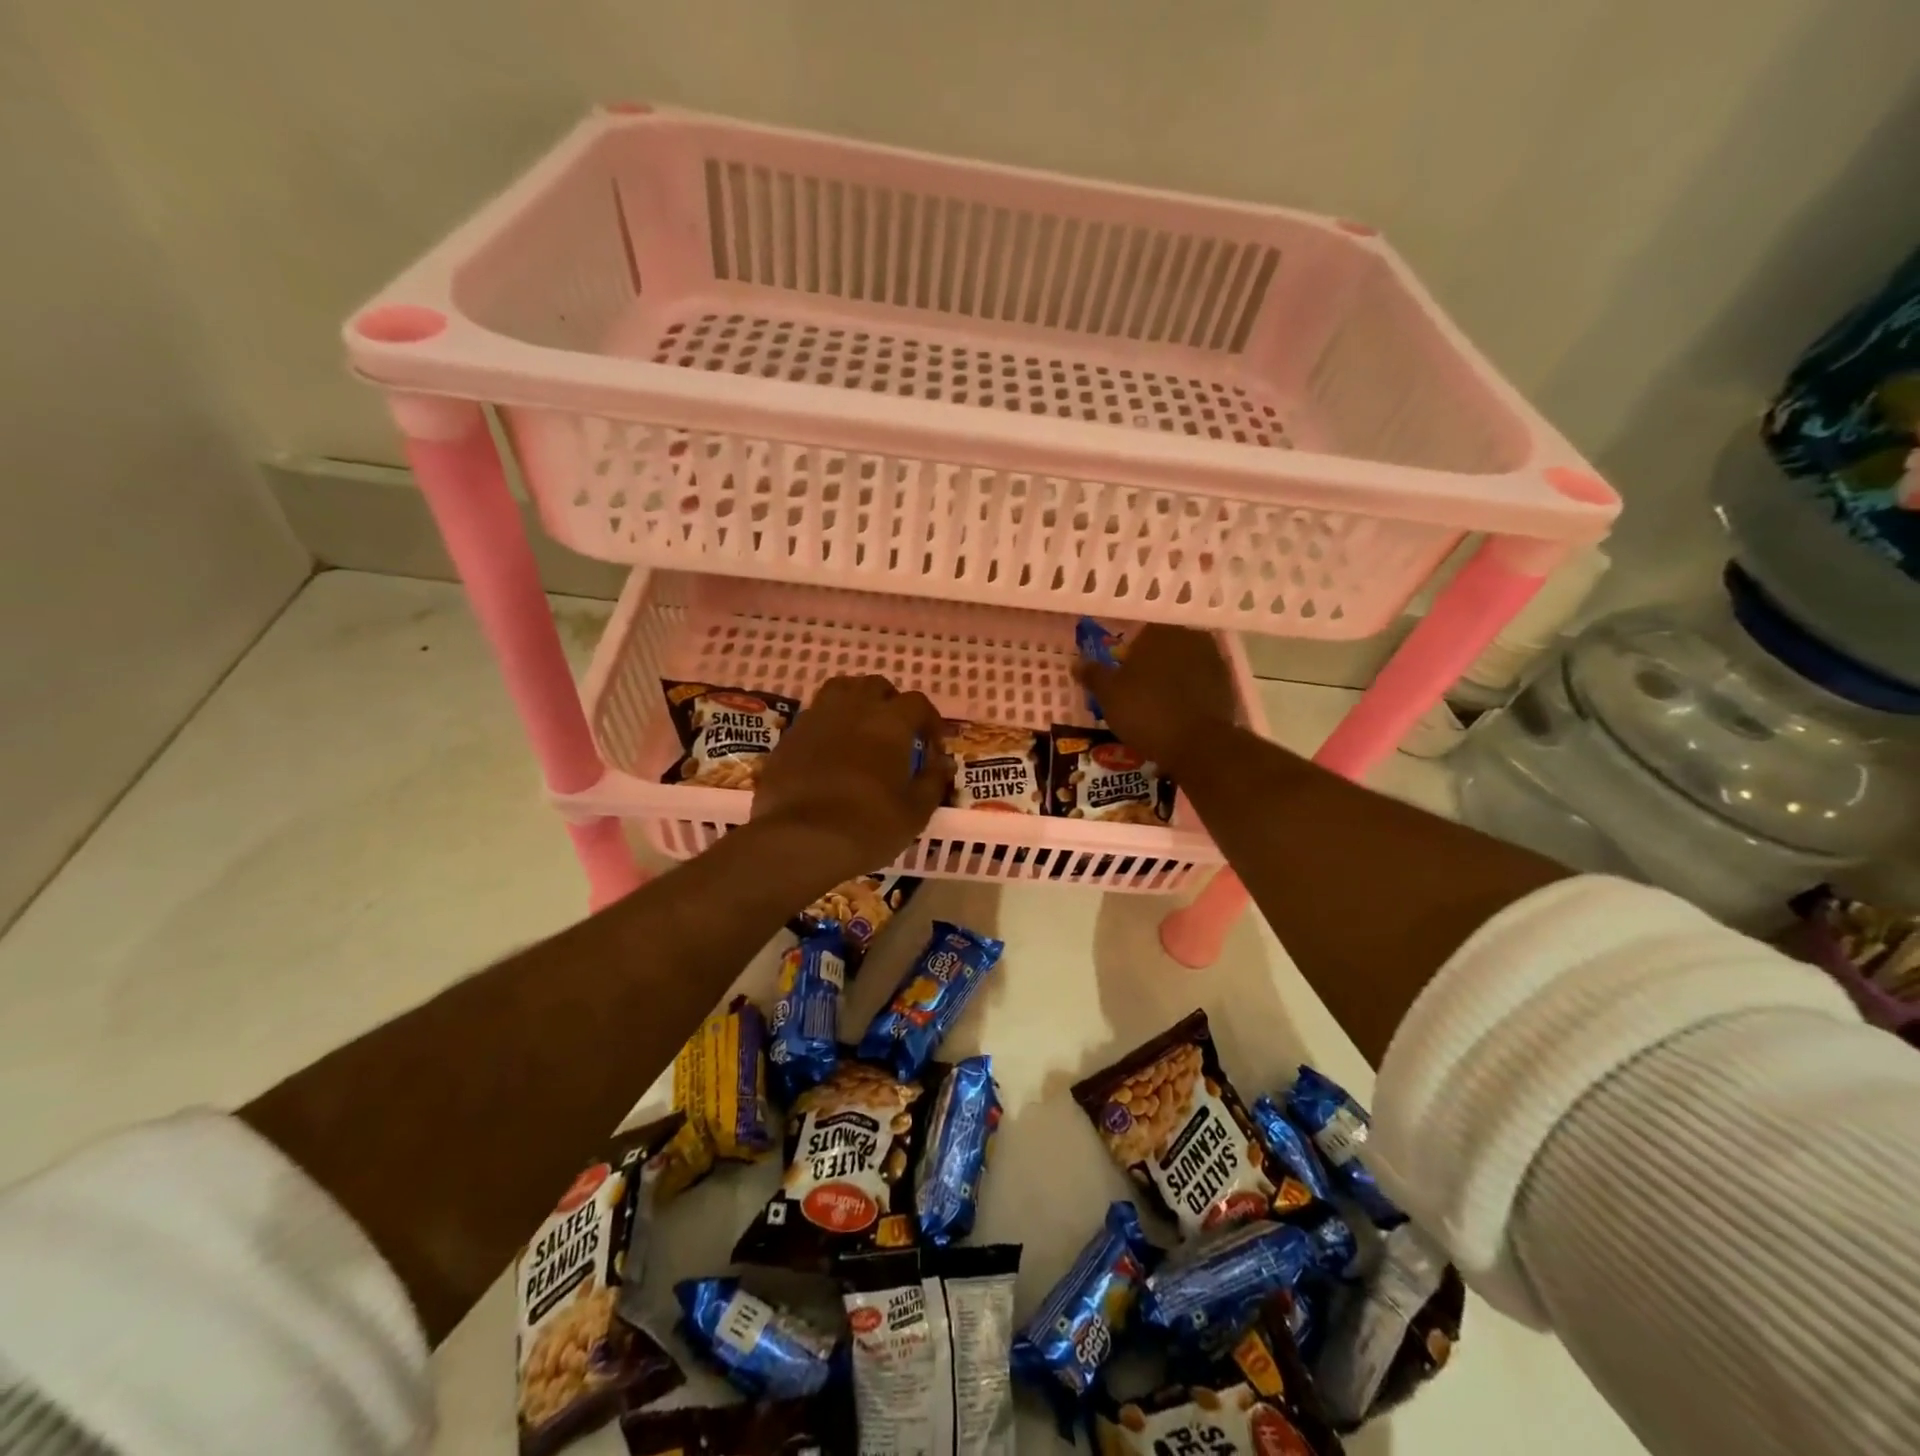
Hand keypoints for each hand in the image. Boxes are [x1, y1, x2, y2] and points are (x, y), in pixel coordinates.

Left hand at [750, 675, 951, 882]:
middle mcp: (853, 709)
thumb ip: (933, 781)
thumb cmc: (868, 826)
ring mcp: (816, 719)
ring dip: (856, 702)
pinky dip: (827, 725)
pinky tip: (829, 752)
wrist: (800, 841)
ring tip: (861, 730)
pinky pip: (813, 717)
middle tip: (896, 733)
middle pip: (876, 686)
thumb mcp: (915, 812)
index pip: (917, 703)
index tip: (933, 746)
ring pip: (840, 690)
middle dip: (891, 703)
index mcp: (890, 722)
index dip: (929, 720)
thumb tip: (943, 763)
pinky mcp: (788, 738)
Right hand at [1075, 625, 1236, 772]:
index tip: (1122, 673)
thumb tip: (1077, 663)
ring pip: (1184, 665)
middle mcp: (1190, 637)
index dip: (1129, 653)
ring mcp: (1213, 660)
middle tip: (1137, 689)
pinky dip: (1190, 694)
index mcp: (1159, 632)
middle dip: (1153, 664)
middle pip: (1165, 647)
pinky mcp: (1227, 685)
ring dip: (1173, 679)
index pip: (1141, 632)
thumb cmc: (1145, 711)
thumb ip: (1094, 674)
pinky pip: (1200, 684)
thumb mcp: (1108, 695)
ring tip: (1157, 704)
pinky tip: (1177, 714)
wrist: (1198, 744)